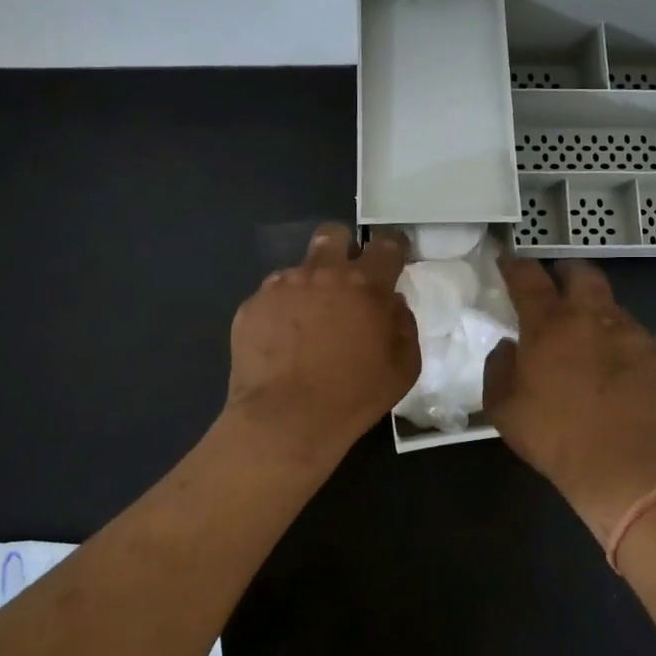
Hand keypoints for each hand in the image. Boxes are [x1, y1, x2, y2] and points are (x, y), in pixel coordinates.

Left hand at [224, 224, 418, 463]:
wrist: (284, 421)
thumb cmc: (353, 397)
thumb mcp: (403, 368)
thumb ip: (404, 325)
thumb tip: (392, 304)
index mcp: (365, 285)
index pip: (386, 244)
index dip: (393, 248)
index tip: (393, 261)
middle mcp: (322, 273)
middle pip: (334, 234)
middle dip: (344, 249)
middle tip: (346, 282)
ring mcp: (281, 286)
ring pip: (300, 269)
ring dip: (310, 287)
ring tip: (308, 327)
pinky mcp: (252, 305)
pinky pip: (272, 297)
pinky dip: (282, 312)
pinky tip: (282, 344)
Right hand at [483, 258, 655, 542]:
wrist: (627, 470)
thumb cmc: (555, 438)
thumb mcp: (503, 409)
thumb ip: (499, 367)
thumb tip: (510, 346)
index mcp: (549, 323)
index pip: (527, 276)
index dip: (515, 265)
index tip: (508, 264)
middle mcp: (592, 316)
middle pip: (581, 272)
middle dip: (565, 273)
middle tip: (556, 289)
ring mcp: (632, 332)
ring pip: (612, 304)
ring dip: (596, 312)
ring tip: (590, 339)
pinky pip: (640, 335)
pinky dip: (625, 343)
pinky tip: (621, 367)